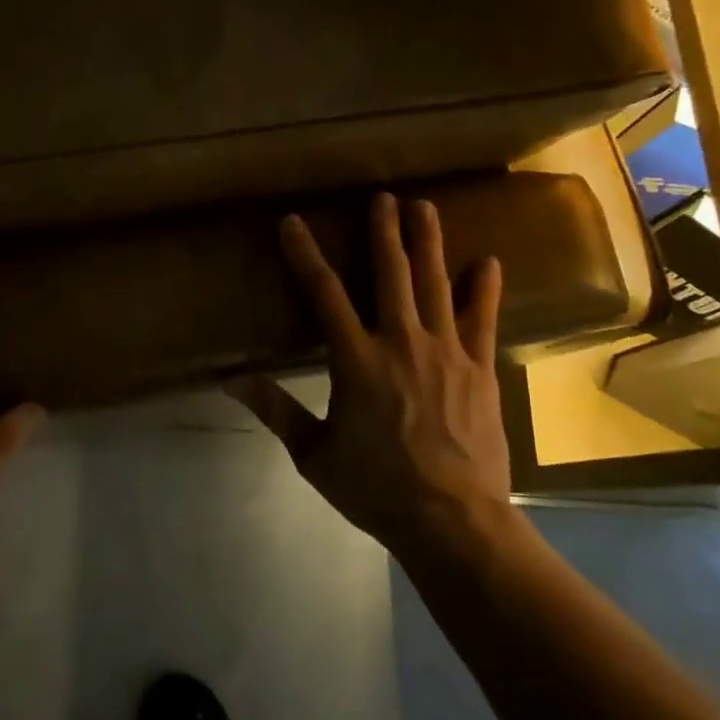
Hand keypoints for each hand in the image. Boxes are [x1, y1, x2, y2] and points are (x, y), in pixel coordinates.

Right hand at [227, 192, 511, 552]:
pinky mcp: (479, 369)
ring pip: (436, 284)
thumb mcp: (314, 455)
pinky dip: (485, 289)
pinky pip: (482, 319)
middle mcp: (401, 342)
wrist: (454, 523)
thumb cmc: (376, 489)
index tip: (293, 222)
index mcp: (356, 360)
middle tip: (383, 196)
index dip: (305, 254)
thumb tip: (231, 380)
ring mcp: (446, 352)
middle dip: (383, 231)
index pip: (323, 293)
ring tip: (425, 206)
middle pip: (390, 273)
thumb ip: (276, 410)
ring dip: (428, 242)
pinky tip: (487, 262)